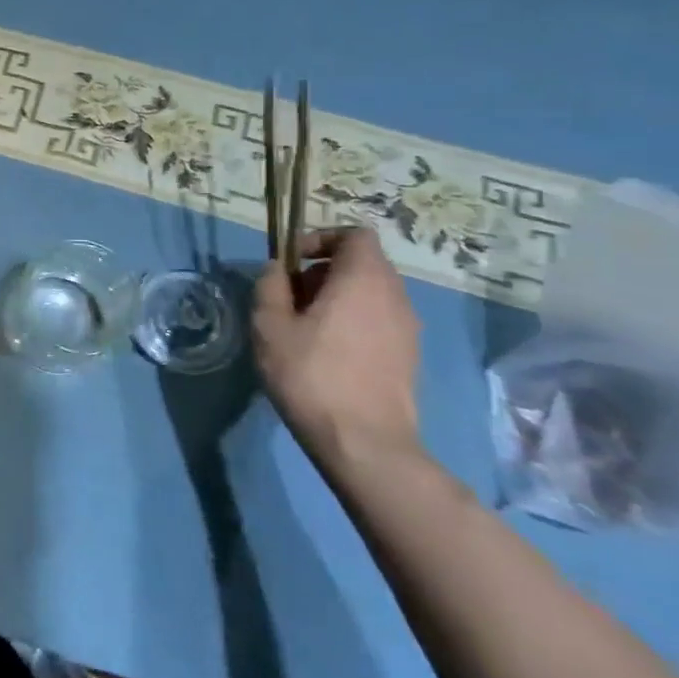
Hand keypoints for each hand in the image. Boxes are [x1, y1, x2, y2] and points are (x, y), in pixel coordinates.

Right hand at [253, 228, 423, 474]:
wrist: (363, 442)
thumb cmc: (310, 374)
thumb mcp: (269, 325)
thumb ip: (270, 286)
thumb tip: (278, 269)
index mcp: (363, 280)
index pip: (355, 235)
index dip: (321, 238)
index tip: (293, 262)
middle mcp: (395, 297)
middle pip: (362, 264)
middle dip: (324, 272)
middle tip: (290, 298)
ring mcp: (408, 329)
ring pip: (371, 294)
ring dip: (337, 298)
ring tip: (304, 328)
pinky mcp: (409, 356)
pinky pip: (379, 321)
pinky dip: (353, 322)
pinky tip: (326, 353)